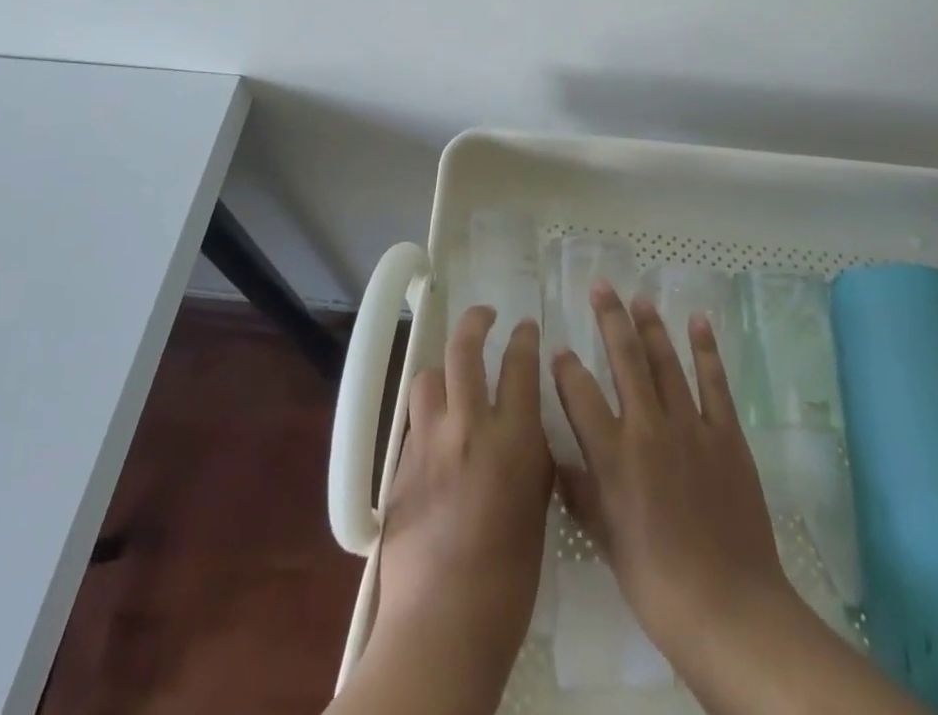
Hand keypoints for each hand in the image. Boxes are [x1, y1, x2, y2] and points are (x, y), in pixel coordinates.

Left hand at [365, 306, 552, 707]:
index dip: (524, 338)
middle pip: (464, 350)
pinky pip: (414, 423)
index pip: (519, 364)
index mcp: (512, 437)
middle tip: (485, 315)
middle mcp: (467, 427)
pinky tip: (436, 439)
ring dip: (443, 373)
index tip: (525, 327)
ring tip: (452, 384)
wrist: (443, 623)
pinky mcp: (400, 466)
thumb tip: (523, 428)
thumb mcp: (537, 505)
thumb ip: (530, 455)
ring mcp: (428, 443)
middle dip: (476, 321)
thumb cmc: (509, 576)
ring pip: (428, 379)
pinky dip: (427, 418)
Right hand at [549, 283, 788, 660]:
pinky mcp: (726, 434)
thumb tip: (559, 461)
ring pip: (666, 362)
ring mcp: (691, 426)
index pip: (580, 395)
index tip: (557, 347)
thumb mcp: (606, 541)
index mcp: (614, 456)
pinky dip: (706, 349)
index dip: (566, 367)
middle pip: (625, 359)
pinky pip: (715, 382)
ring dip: (652, 326)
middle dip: (610, 318)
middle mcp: (648, 428)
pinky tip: (698, 322)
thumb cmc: (657, 582)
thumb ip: (582, 494)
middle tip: (600, 286)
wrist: (729, 606)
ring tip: (640, 299)